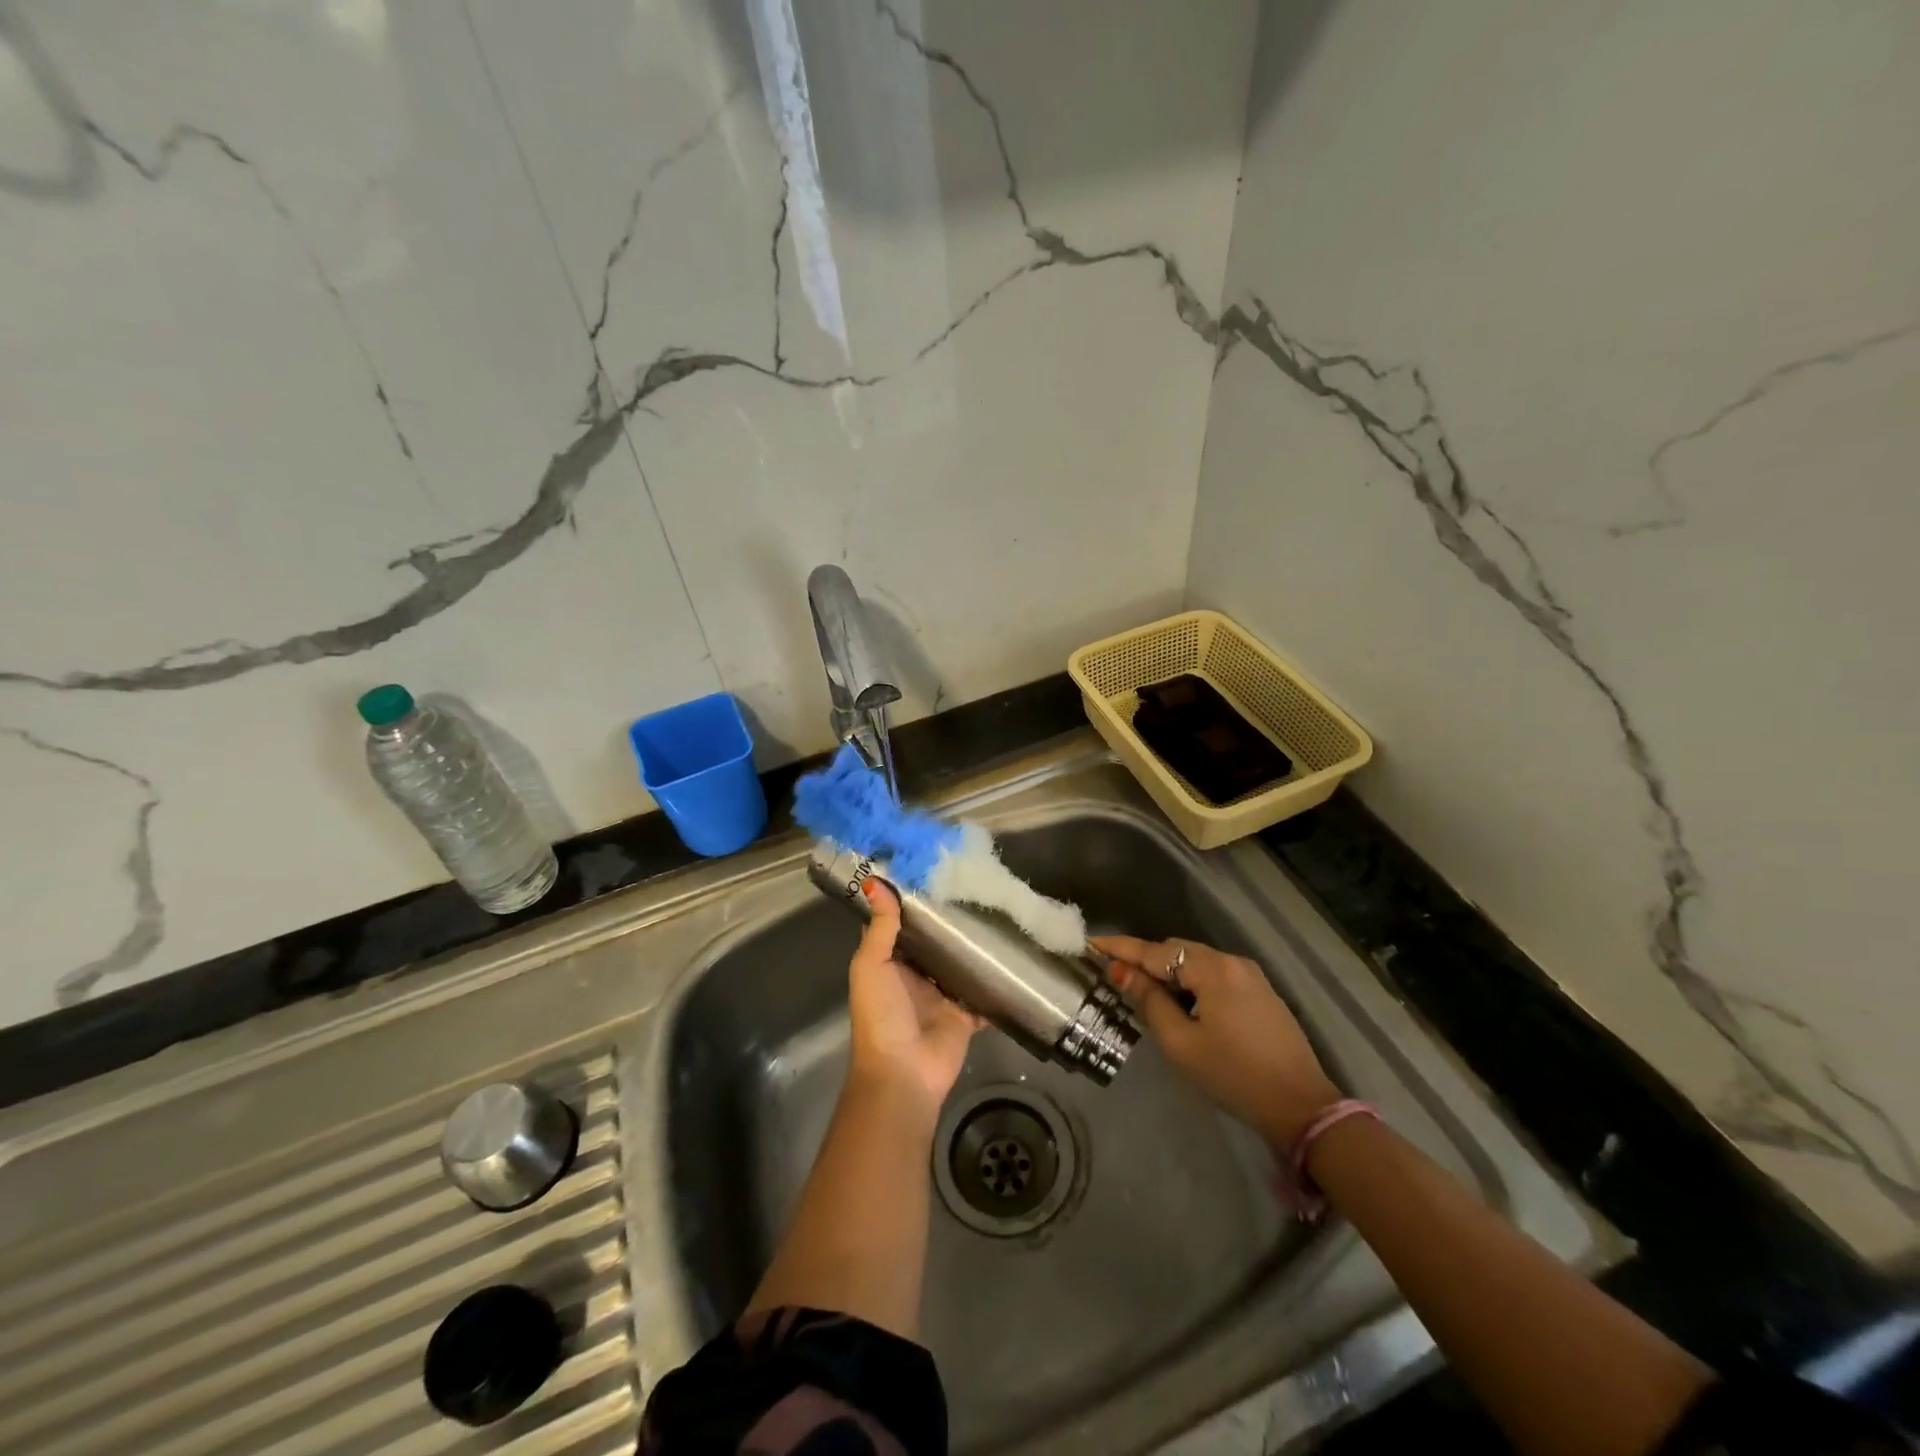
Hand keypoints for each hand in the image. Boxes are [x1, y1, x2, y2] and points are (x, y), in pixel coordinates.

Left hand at [847, 879, 982, 1115]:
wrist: (905, 1072)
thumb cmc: (881, 1015)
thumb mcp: (872, 965)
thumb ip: (881, 927)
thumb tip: (876, 882)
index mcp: (890, 964)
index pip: (900, 927)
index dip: (911, 903)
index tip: (931, 872)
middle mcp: (915, 977)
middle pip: (934, 944)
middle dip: (949, 922)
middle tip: (973, 887)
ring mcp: (942, 996)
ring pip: (960, 965)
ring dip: (973, 948)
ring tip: (996, 912)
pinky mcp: (966, 1014)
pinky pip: (983, 994)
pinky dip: (994, 982)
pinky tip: (1013, 955)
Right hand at [1090, 935, 1341, 1148]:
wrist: (1301, 1107)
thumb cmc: (1233, 1075)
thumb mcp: (1181, 1043)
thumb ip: (1149, 1001)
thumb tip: (1122, 972)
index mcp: (1212, 969)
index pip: (1155, 951)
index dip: (1121, 948)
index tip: (1091, 942)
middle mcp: (1232, 961)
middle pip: (1176, 950)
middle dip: (1145, 960)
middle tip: (1114, 977)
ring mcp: (1250, 976)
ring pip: (1196, 962)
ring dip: (1168, 973)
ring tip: (1144, 994)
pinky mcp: (1261, 993)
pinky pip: (1214, 975)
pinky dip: (1191, 982)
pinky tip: (1181, 1004)